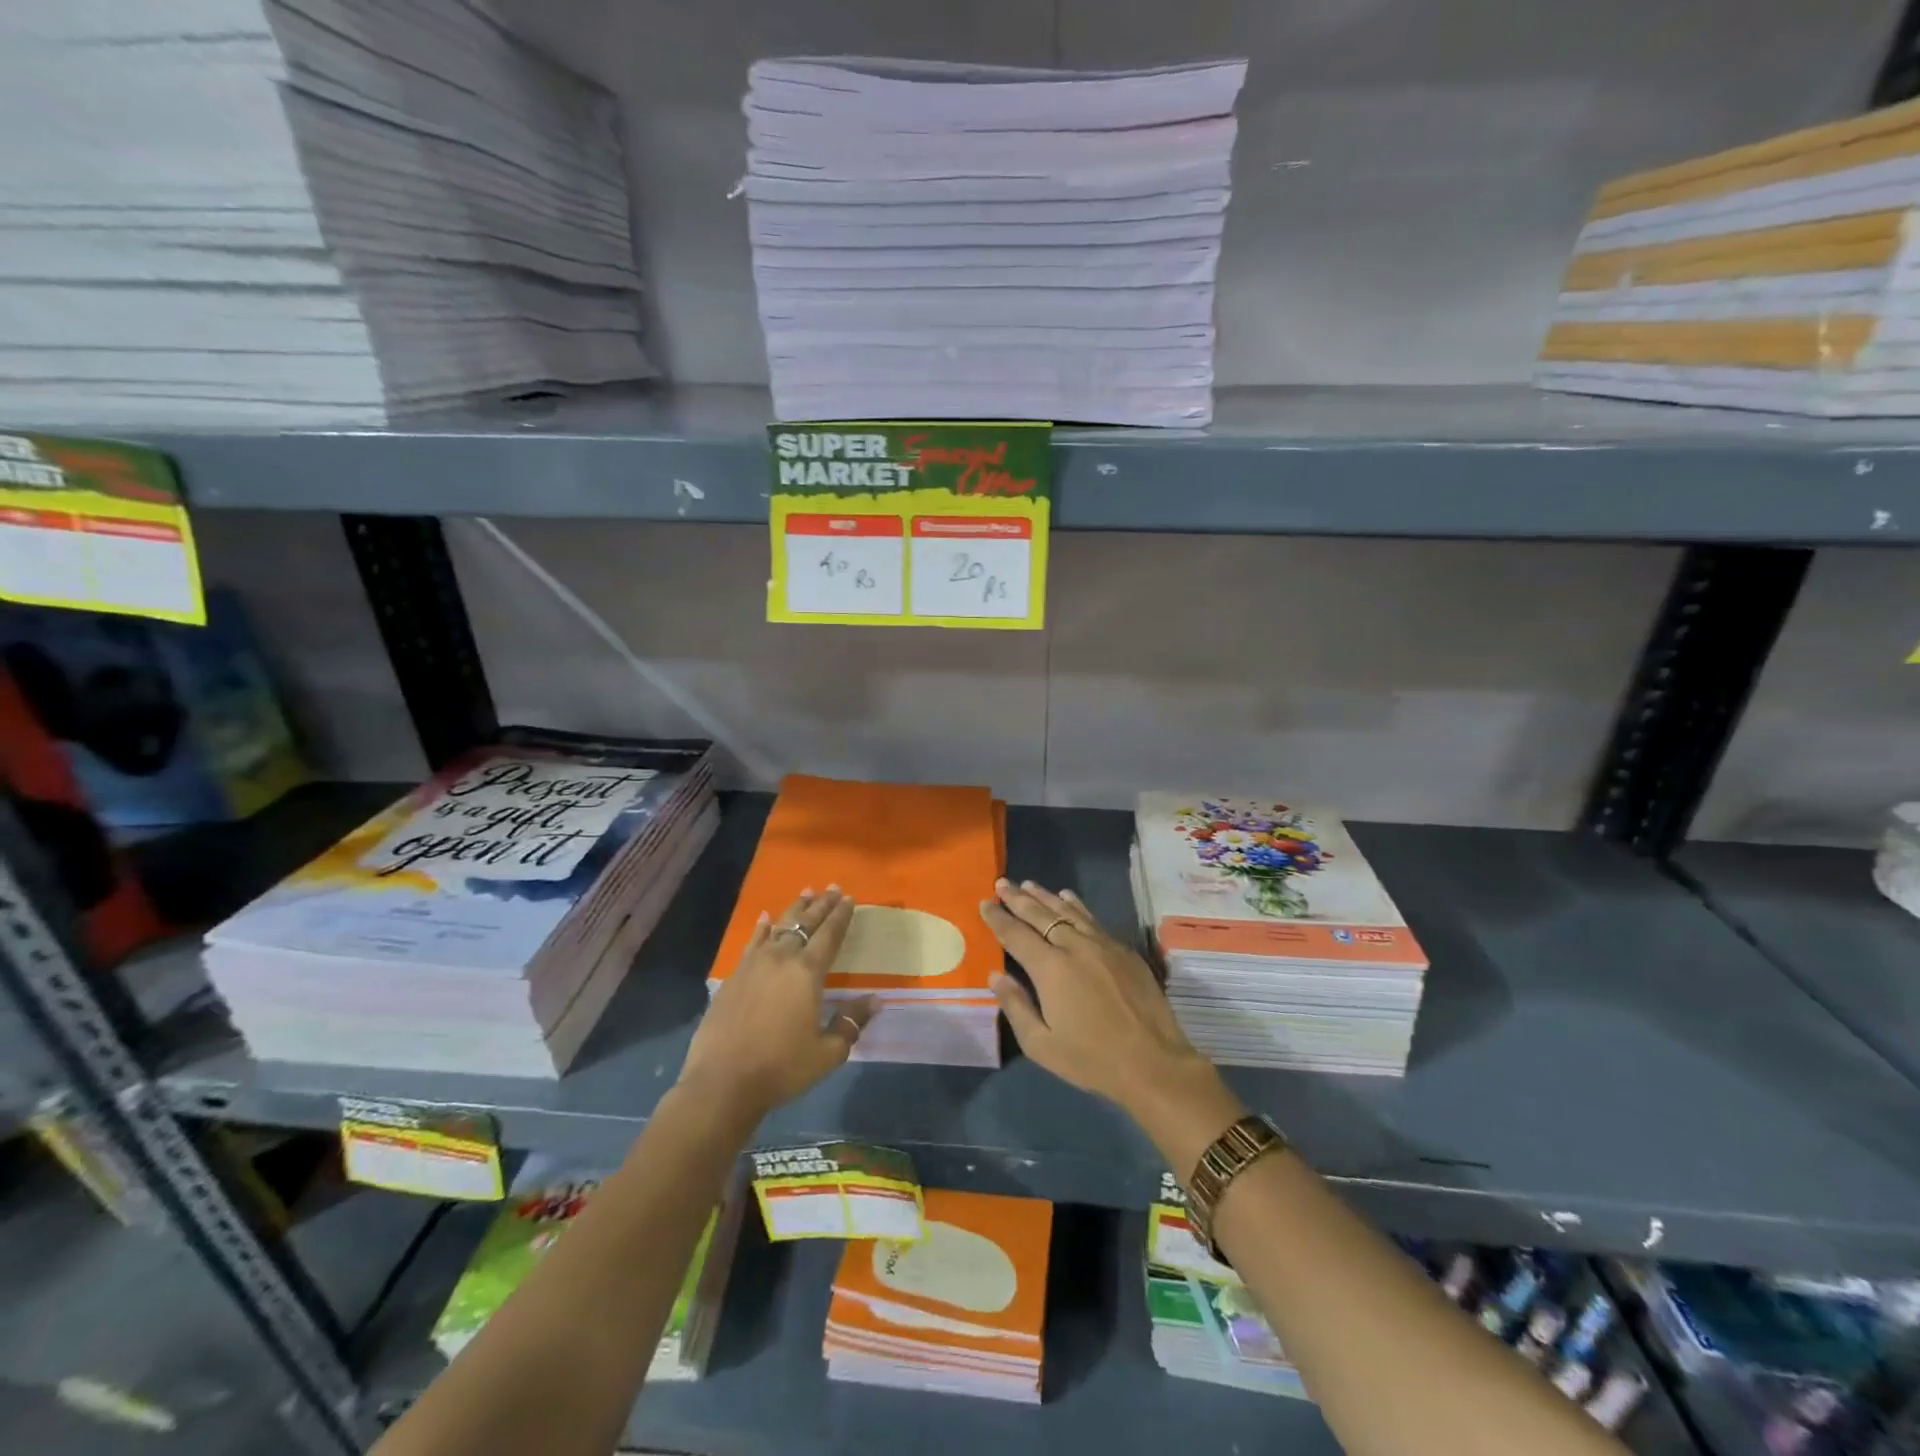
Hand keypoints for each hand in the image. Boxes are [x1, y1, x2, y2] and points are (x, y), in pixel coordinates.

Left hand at [678, 886, 877, 1119]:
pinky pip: (752, 943)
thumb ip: (851, 1022)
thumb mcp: (827, 1052)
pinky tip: (765, 919)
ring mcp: (754, 965)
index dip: (841, 915)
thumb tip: (875, 1000)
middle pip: (805, 923)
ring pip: (779, 927)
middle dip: (821, 904)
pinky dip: (762, 928)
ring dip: (795, 909)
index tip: (850, 898)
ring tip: (806, 892)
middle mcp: (782, 959)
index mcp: (807, 973)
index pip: (829, 935)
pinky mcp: (734, 977)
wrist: (722, 1082)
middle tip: (833, 888)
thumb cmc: (781, 1067)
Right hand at [979, 878, 1216, 1116]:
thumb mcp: (1041, 1044)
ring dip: (1045, 896)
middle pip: (1040, 914)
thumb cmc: (1092, 1059)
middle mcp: (1074, 947)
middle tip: (1002, 883)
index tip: (985, 903)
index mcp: (1050, 968)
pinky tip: (1068, 898)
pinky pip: (1092, 918)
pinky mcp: (1123, 950)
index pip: (1016, 934)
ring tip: (1029, 884)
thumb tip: (996, 974)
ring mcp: (1102, 944)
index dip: (998, 917)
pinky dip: (1076, 905)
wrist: (1153, 1062)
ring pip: (1068, 911)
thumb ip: (1016, 1005)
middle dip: (1017, 898)